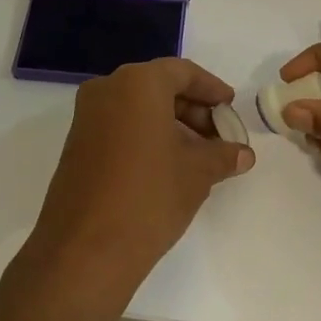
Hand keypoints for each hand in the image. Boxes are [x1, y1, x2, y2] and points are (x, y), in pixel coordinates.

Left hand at [16, 58, 253, 305]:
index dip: (211, 89)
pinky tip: (169, 166)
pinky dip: (146, 136)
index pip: (182, 72)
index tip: (230, 108)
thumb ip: (222, 155)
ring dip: (171, 125)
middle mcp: (107, 89)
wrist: (86, 248)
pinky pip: (119, 126)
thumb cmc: (149, 197)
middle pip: (158, 87)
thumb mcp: (197, 173)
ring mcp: (86, 117)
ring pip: (138, 108)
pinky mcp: (77, 144)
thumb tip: (243, 154)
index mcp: (137, 83)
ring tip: (200, 157)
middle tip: (220, 138)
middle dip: (193, 110)